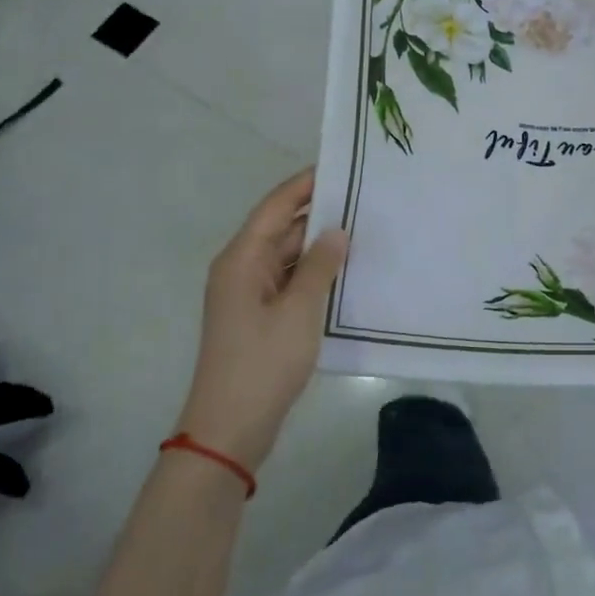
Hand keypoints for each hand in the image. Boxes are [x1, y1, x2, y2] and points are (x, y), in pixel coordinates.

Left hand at [179, 170, 348, 471]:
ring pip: (286, 257)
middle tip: (364, 200)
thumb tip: (336, 231)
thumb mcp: (299, 310)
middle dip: (318, 214)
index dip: (305, 184)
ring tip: (363, 231)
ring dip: (318, 246)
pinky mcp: (258, 317)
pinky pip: (288, 282)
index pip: (276, 207)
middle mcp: (241, 269)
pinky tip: (345, 273)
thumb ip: (320, 266)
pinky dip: (313, 274)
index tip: (340, 166)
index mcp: (242, 259)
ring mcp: (248, 295)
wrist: (231, 428)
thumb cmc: (263, 362)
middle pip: (280, 229)